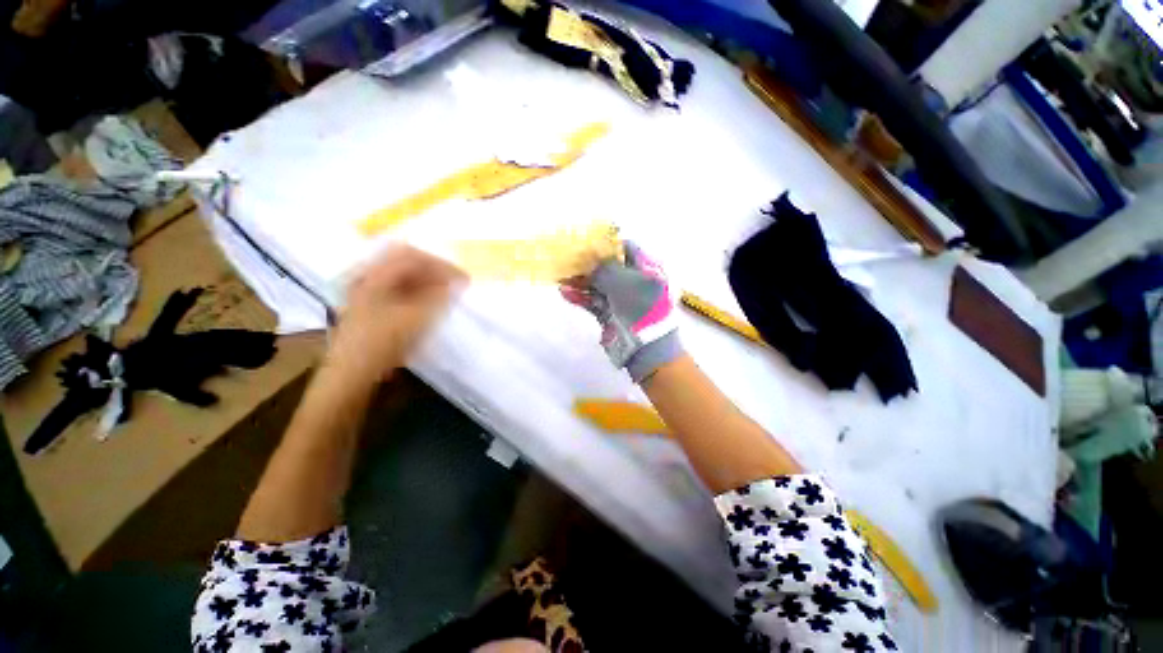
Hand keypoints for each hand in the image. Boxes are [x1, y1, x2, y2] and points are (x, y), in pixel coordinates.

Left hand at [328, 245, 465, 382]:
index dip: (440, 264)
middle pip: (407, 263)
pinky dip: (419, 293)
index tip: (462, 279)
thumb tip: (457, 283)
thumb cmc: (381, 343)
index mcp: (373, 275)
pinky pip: (400, 290)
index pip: (412, 255)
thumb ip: (439, 297)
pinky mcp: (372, 306)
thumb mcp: (415, 318)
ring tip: (448, 295)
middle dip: (435, 272)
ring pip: (404, 277)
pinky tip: (431, 304)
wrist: (351, 374)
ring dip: (428, 283)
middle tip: (456, 285)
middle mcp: (368, 277)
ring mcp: (367, 292)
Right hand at [561, 242, 681, 382]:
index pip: (627, 248)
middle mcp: (635, 282)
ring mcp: (622, 299)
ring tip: (560, 275)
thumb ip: (604, 267)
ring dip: (580, 281)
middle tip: (567, 258)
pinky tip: (564, 292)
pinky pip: (593, 302)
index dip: (607, 244)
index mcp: (646, 269)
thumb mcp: (623, 281)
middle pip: (609, 267)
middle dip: (588, 263)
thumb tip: (590, 258)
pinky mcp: (610, 314)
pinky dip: (580, 297)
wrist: (645, 348)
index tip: (587, 242)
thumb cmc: (640, 307)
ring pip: (598, 285)